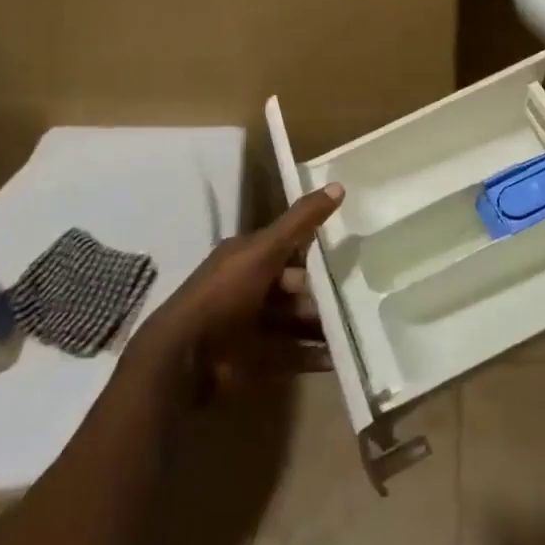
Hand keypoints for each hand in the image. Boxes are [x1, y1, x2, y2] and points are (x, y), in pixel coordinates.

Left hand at [131, 184, 343, 389]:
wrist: (184, 358)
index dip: (316, 250)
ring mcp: (251, 326)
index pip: (287, 248)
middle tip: (360, 298)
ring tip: (359, 329)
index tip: (351, 253)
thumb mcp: (264, 249)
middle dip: (324, 294)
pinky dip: (315, 356)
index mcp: (247, 258)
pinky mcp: (255, 359)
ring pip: (296, 322)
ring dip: (323, 326)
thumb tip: (339, 185)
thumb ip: (301, 221)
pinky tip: (341, 358)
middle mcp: (249, 288)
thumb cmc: (224, 294)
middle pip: (295, 288)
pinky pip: (292, 354)